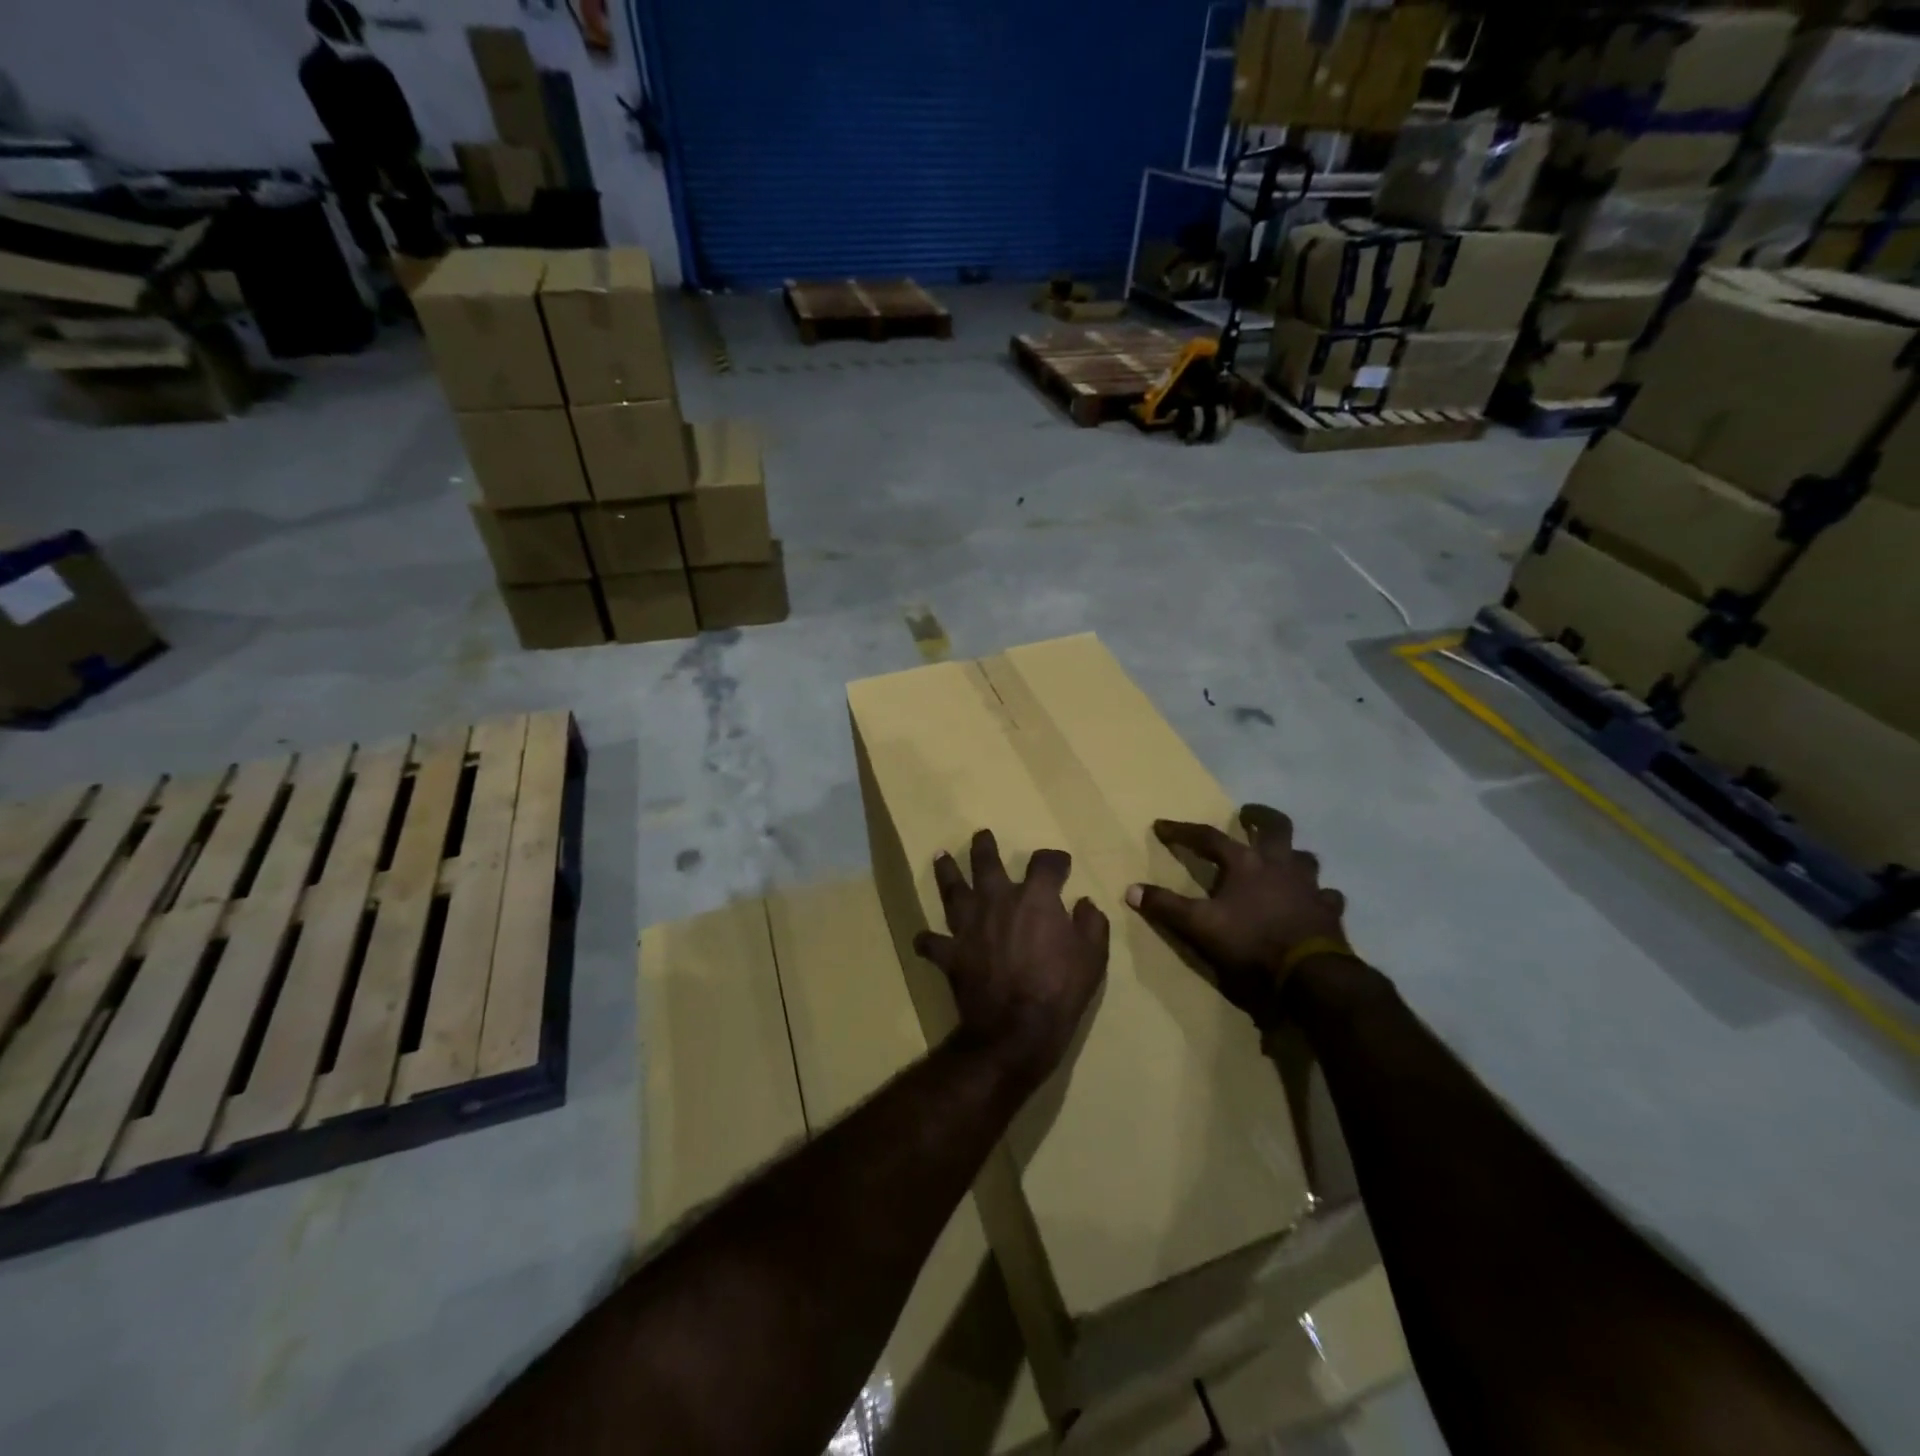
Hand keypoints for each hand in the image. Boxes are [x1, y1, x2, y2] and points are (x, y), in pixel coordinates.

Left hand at [913, 830, 1109, 1093]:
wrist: (1016, 1028)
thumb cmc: (1060, 989)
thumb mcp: (1093, 956)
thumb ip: (1091, 924)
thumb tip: (1084, 903)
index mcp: (1034, 897)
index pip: (1045, 863)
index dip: (1054, 860)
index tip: (1060, 864)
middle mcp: (997, 901)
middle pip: (986, 863)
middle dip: (984, 847)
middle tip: (981, 836)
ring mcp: (969, 926)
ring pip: (952, 890)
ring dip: (946, 872)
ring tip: (941, 857)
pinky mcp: (950, 953)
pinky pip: (932, 943)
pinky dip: (927, 940)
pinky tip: (924, 938)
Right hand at [1125, 804, 1352, 1022]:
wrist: (1310, 975)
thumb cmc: (1251, 943)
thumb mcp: (1200, 926)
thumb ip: (1166, 907)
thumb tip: (1131, 889)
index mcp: (1245, 863)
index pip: (1208, 837)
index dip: (1182, 831)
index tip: (1162, 826)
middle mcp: (1280, 864)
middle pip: (1275, 827)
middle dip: (1260, 817)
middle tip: (1248, 814)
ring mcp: (1309, 886)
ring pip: (1305, 857)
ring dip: (1292, 854)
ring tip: (1282, 858)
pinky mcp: (1329, 910)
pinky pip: (1326, 894)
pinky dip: (1317, 894)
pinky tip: (1312, 900)